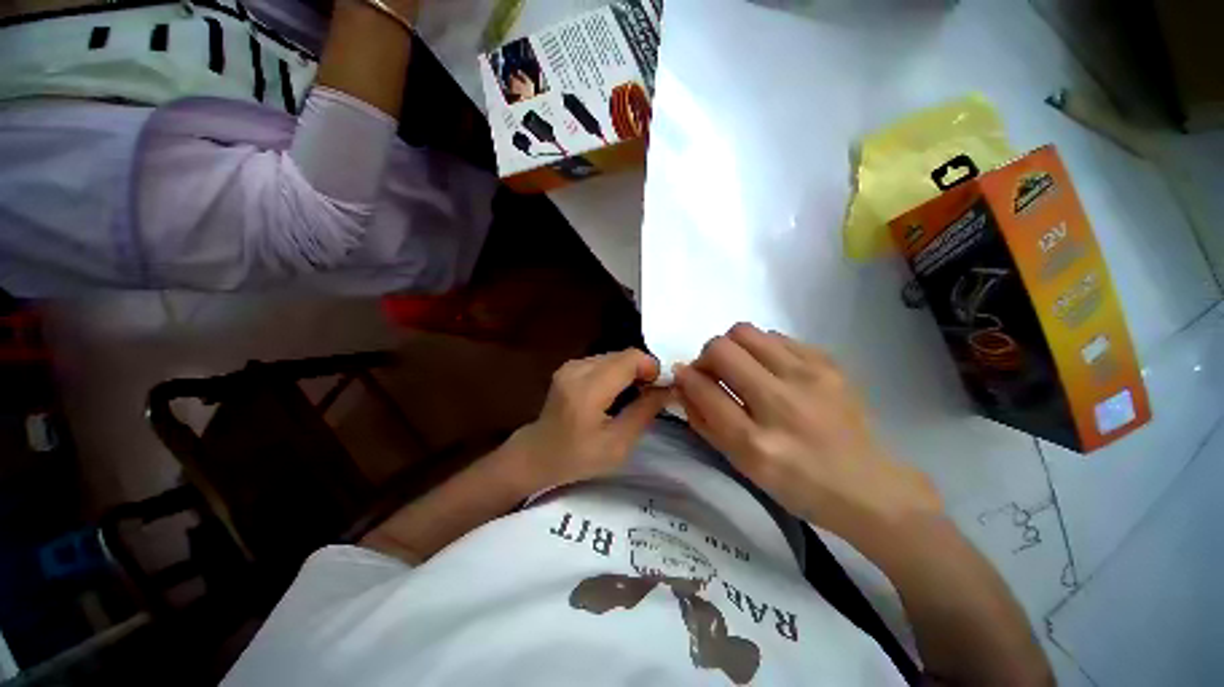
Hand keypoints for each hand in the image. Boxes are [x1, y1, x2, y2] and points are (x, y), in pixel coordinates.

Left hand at [511, 350, 671, 488]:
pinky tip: (617, 391)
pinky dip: (616, 372)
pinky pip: (602, 361)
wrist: (537, 455)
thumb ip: (644, 411)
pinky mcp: (569, 367)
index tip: (661, 387)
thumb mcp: (618, 444)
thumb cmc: (578, 457)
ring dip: (630, 371)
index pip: (629, 359)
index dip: (651, 367)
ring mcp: (570, 365)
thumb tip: (668, 388)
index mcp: (588, 390)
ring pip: (614, 356)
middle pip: (622, 355)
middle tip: (652, 393)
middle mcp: (577, 369)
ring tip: (635, 394)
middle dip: (643, 370)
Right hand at [673, 324, 940, 541]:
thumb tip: (682, 384)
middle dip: (706, 357)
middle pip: (722, 349)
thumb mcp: (741, 464)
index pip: (704, 389)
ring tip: (742, 369)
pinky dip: (761, 348)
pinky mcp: (828, 363)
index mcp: (756, 442)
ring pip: (746, 332)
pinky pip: (775, 336)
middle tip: (714, 373)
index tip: (682, 375)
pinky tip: (771, 370)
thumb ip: (704, 421)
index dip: (685, 377)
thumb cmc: (796, 484)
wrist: (867, 485)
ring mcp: (809, 377)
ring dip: (732, 348)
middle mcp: (782, 403)